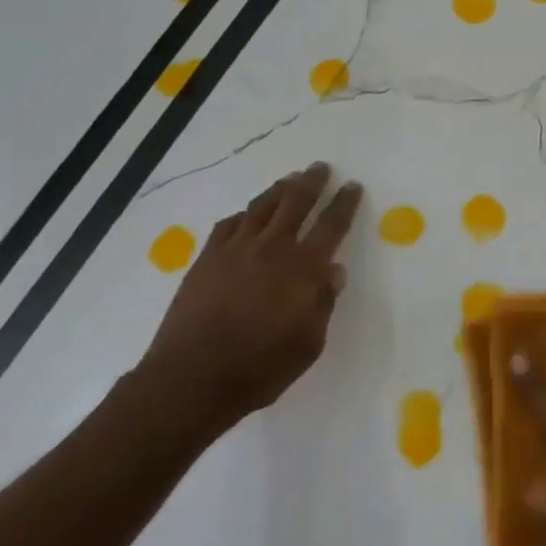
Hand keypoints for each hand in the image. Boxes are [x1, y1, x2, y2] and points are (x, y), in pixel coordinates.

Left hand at [135, 162, 361, 433]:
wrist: (192, 377)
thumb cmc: (261, 368)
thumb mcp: (308, 344)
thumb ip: (323, 303)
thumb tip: (334, 271)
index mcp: (302, 270)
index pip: (331, 226)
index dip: (344, 203)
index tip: (352, 186)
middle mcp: (271, 249)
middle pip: (295, 203)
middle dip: (312, 182)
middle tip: (321, 168)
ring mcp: (234, 250)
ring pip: (261, 207)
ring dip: (279, 189)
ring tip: (290, 179)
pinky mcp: (207, 259)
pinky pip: (229, 224)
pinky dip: (245, 214)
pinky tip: (248, 215)